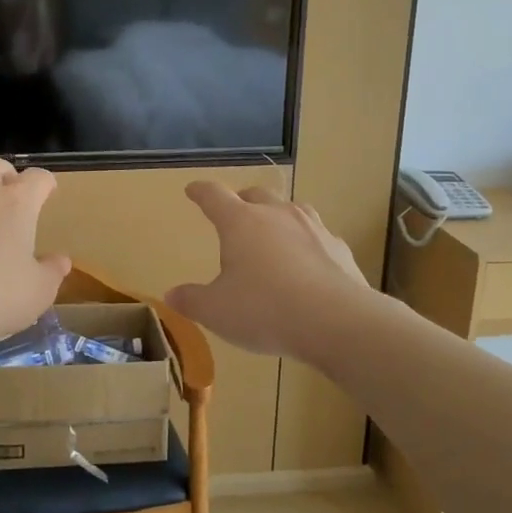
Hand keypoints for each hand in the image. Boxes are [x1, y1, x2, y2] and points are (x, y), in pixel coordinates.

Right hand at [167, 182, 371, 359]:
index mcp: (240, 222)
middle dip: (242, 200)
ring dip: (278, 216)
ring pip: (291, 209)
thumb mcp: (216, 311)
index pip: (214, 196)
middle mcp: (277, 215)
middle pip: (256, 195)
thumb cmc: (265, 310)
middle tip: (235, 212)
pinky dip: (307, 243)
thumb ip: (192, 300)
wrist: (337, 322)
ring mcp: (313, 228)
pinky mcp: (339, 248)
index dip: (201, 192)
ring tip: (273, 232)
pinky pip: (318, 236)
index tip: (193, 190)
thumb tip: (172, 295)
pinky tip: (307, 262)